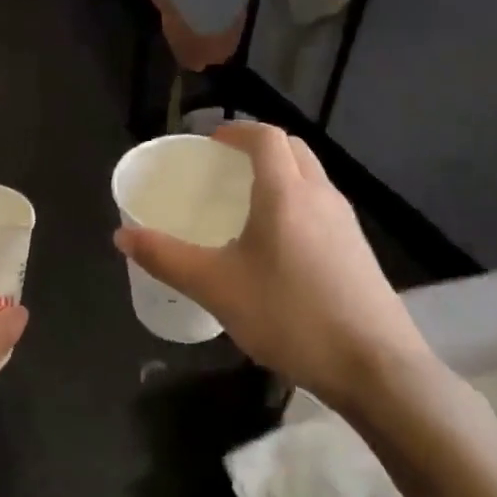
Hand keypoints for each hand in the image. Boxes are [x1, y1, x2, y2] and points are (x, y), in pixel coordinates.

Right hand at [115, 123, 429, 409]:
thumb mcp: (217, 288)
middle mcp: (321, 195)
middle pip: (292, 149)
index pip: (266, 137)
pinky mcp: (358, 250)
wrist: (374, 366)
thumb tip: (122, 236)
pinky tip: (278, 247)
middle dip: (259, 147)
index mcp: (286, 192)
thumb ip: (166, 258)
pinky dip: (297, 203)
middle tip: (225, 167)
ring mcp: (346, 223)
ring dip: (281, 175)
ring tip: (247, 204)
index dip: (237, 131)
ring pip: (311, 178)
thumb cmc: (290, 315)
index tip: (211, 141)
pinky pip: (322, 207)